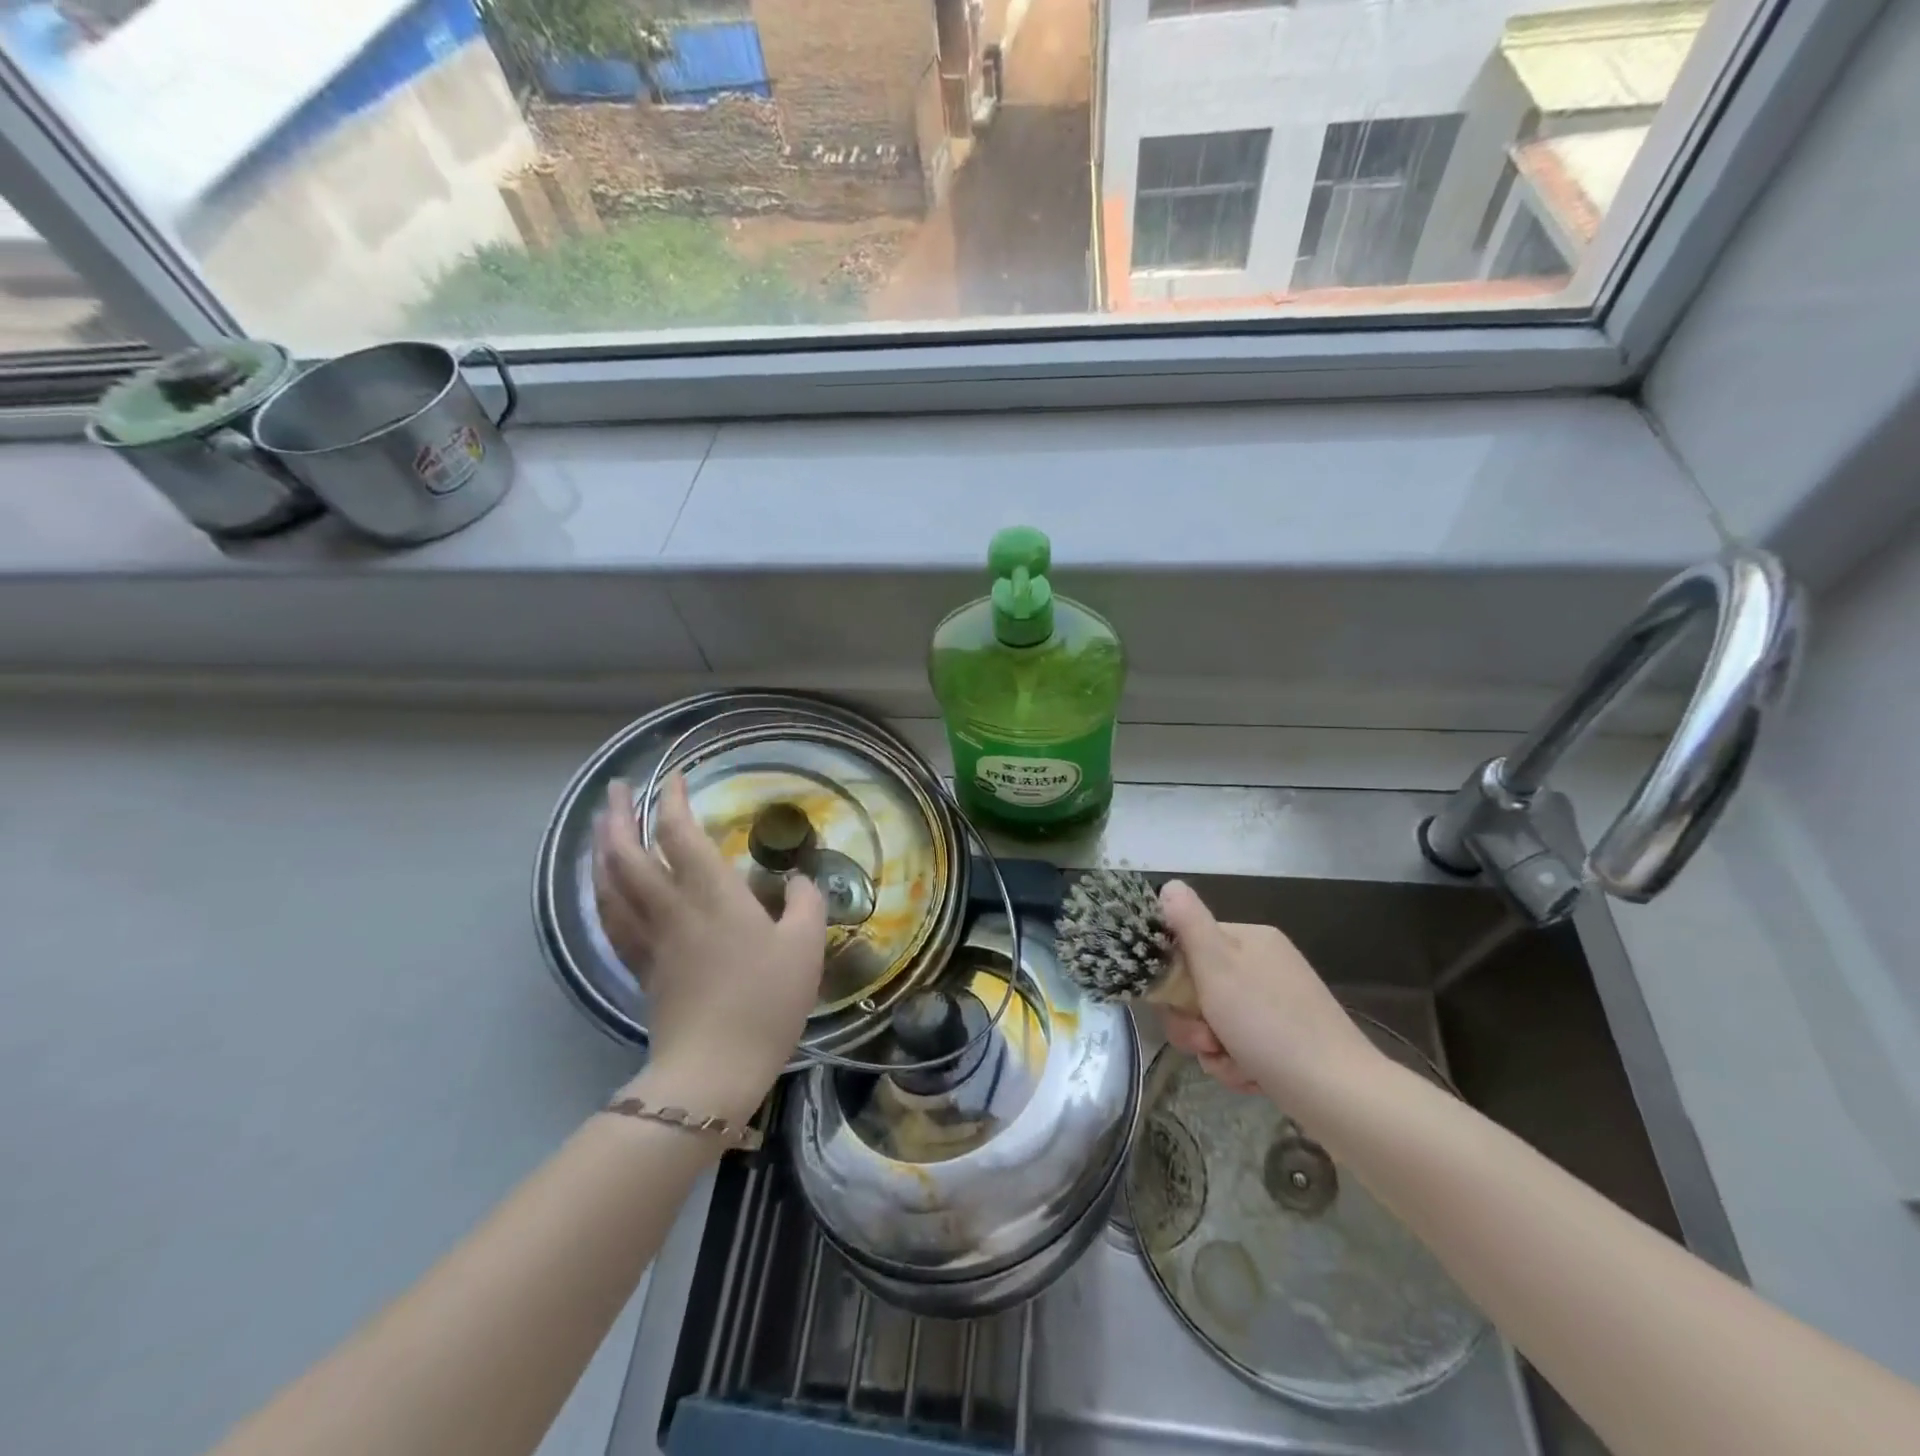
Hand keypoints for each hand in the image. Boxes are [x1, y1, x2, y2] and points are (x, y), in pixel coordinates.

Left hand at [593, 776, 827, 1121]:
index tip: (674, 776)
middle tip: (616, 790)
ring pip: (611, 885)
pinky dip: (603, 893)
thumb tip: (799, 881)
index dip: (673, 800)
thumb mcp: (805, 946)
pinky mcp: (641, 968)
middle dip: (619, 816)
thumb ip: (805, 903)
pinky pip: (612, 919)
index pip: (680, 834)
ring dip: (601, 849)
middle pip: (628, 854)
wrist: (715, 1068)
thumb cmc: (766, 1000)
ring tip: (601, 828)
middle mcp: (671, 908)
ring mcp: (650, 939)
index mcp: (712, 895)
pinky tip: (604, 889)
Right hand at [1156, 880, 1381, 1108]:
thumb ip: (1188, 923)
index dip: (1172, 975)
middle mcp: (1263, 965)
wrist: (1338, 1094)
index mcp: (1250, 939)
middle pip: (1199, 988)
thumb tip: (1169, 884)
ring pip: (1215, 1022)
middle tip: (1204, 1041)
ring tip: (1231, 1063)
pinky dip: (1236, 1064)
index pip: (1189, 944)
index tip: (1173, 1001)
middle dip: (1193, 1021)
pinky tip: (1250, 1077)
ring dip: (1212, 1049)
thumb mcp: (1218, 966)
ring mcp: (1276, 1004)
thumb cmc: (1269, 1024)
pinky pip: (1239, 1046)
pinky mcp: (1284, 1041)